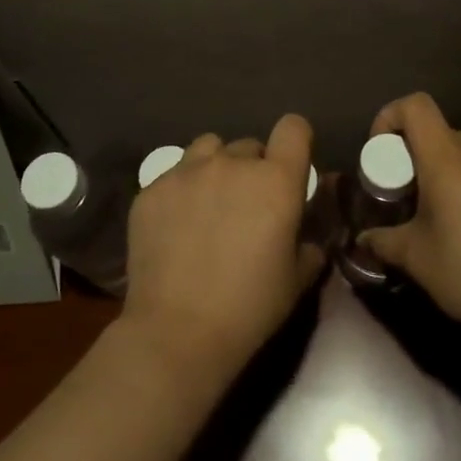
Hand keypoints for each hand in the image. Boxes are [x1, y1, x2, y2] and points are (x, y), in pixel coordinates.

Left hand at [119, 114, 324, 381]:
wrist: (177, 332)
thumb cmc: (249, 308)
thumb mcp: (295, 282)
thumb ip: (307, 249)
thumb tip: (306, 240)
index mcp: (276, 181)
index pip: (293, 128)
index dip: (295, 141)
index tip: (291, 165)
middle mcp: (232, 164)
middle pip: (250, 145)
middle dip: (253, 169)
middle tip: (246, 207)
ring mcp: (187, 172)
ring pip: (208, 149)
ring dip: (215, 168)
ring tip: (209, 204)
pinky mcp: (152, 189)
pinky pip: (174, 175)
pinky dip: (180, 191)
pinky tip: (175, 227)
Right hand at [361, 92, 460, 351]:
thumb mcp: (416, 259)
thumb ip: (384, 242)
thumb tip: (363, 239)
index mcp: (447, 157)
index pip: (416, 105)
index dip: (390, 117)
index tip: (379, 154)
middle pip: (438, 130)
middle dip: (413, 153)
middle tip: (402, 192)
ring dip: (441, 169)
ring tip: (433, 212)